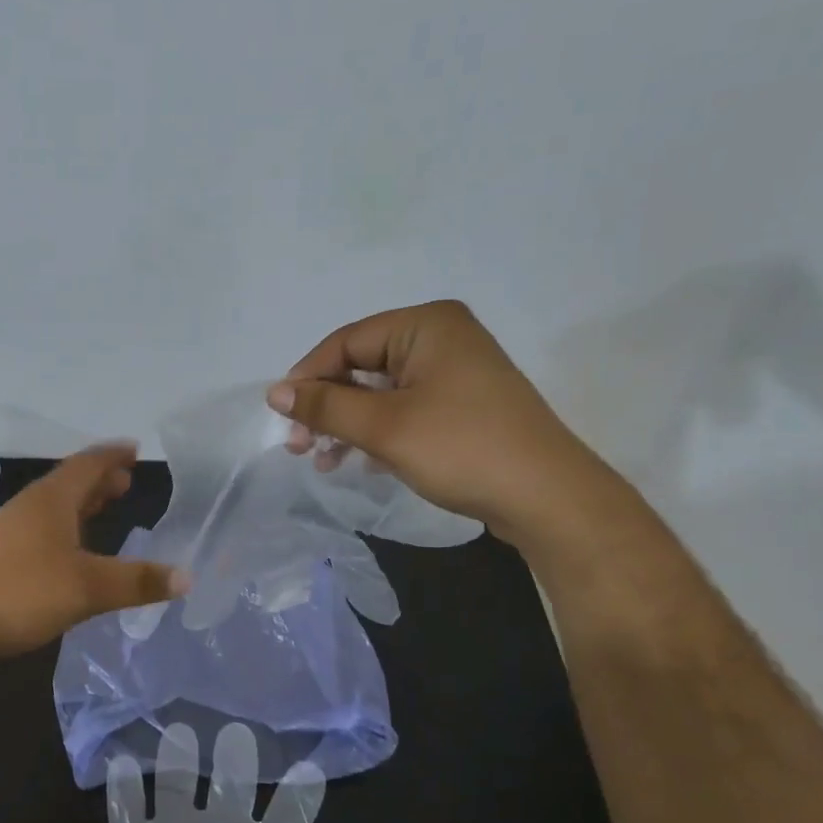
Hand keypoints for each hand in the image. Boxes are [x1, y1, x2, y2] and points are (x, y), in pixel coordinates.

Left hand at [0, 443, 187, 663]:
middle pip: (70, 482)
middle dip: (99, 479)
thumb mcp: (88, 587)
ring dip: (82, 504)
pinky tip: (72, 552)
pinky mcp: (0, 558)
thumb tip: (187, 577)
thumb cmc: (21, 592)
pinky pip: (43, 530)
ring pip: (55, 507)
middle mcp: (31, 508)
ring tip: (105, 507)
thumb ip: (137, 581)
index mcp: (52, 500)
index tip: (134, 448)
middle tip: (126, 481)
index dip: (112, 455)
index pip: (88, 464)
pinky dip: (67, 529)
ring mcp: (11, 532)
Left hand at [107, 722, 357, 822]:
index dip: (301, 795)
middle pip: (231, 790)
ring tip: (178, 731)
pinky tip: (118, 764)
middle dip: (237, 760)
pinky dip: (122, 790)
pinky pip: (126, 818)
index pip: (290, 820)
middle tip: (237, 732)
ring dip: (177, 759)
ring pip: (176, 788)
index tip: (309, 766)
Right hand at [267, 301, 617, 550]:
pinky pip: (404, 407)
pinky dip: (377, 432)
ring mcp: (455, 371)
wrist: (549, 498)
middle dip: (327, 407)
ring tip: (324, 462)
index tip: (283, 419)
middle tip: (300, 447)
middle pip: (361, 365)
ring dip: (347, 425)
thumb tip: (274, 392)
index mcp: (425, 324)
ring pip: (380, 391)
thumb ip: (325, 405)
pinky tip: (361, 462)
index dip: (308, 378)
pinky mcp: (463, 403)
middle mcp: (441, 336)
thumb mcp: (384, 427)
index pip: (345, 342)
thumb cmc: (462, 449)